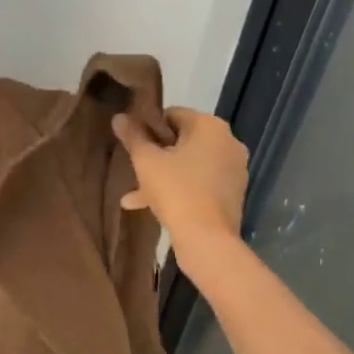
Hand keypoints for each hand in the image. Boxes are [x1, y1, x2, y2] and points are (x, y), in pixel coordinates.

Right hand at [112, 107, 247, 252]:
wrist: (207, 239)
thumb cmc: (175, 190)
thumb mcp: (146, 161)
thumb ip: (133, 136)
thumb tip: (119, 116)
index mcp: (210, 126)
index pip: (173, 114)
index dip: (149, 127)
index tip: (134, 145)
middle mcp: (228, 142)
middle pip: (182, 141)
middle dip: (156, 155)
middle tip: (134, 169)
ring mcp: (234, 169)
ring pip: (190, 164)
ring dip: (163, 175)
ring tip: (134, 195)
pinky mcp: (233, 192)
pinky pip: (200, 182)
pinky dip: (180, 188)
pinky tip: (152, 206)